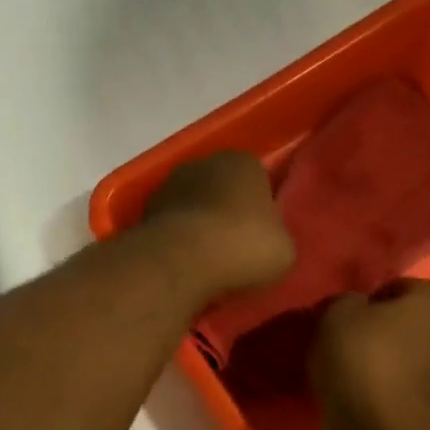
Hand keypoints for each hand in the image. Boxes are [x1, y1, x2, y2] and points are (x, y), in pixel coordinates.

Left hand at [140, 152, 294, 296]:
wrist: (181, 261)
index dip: (260, 211)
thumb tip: (267, 242)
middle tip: (234, 252)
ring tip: (206, 264)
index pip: (257, 181)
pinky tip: (183, 267)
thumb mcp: (284, 250)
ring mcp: (169, 185)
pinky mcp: (144, 212)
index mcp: (244, 163)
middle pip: (221, 191)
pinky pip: (170, 228)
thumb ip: (277, 237)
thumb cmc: (243, 247)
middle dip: (225, 216)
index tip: (260, 238)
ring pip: (192, 208)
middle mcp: (203, 163)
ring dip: (197, 229)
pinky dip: (176, 243)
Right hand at [312, 280, 429, 417]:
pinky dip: (380, 384)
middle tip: (344, 338)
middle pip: (406, 322)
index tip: (345, 314)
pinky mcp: (428, 404)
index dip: (370, 297)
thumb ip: (347, 301)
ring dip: (380, 358)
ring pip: (403, 354)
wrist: (374, 424)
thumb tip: (353, 308)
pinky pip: (397, 383)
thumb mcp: (337, 311)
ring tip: (345, 367)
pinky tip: (355, 389)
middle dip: (379, 328)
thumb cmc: (360, 354)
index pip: (400, 286)